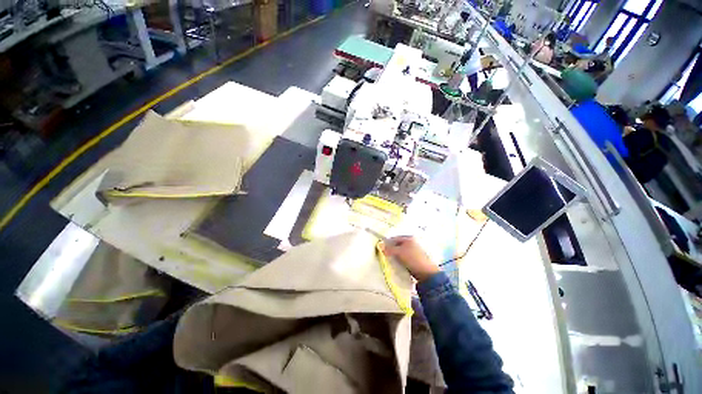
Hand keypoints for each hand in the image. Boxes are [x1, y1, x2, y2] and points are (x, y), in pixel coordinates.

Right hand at [382, 236, 439, 281]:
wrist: (427, 273)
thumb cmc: (412, 259)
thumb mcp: (399, 252)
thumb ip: (389, 249)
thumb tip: (379, 245)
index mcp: (409, 238)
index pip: (394, 238)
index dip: (387, 243)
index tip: (380, 249)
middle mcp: (412, 242)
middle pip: (397, 245)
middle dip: (390, 250)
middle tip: (385, 256)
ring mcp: (414, 251)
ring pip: (400, 252)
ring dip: (395, 256)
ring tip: (390, 261)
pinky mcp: (415, 259)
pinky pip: (404, 257)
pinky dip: (399, 260)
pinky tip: (397, 264)